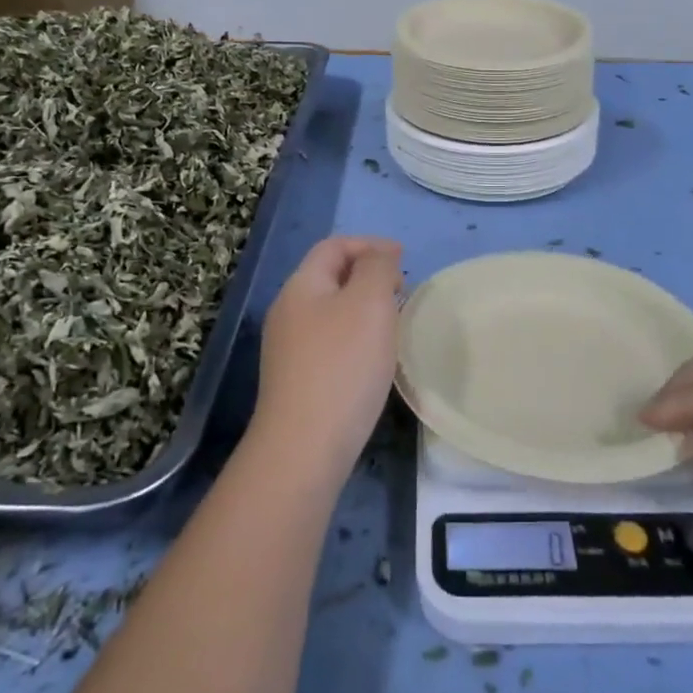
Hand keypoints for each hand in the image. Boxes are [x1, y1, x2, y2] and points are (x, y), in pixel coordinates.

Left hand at [250, 236, 403, 477]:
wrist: (304, 447)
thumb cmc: (343, 365)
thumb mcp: (369, 302)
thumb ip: (377, 268)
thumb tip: (378, 258)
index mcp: (301, 286)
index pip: (334, 246)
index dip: (369, 244)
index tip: (403, 259)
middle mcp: (288, 312)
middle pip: (330, 276)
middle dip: (367, 274)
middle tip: (402, 289)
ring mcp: (288, 349)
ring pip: (331, 310)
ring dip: (363, 307)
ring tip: (393, 321)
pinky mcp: (297, 380)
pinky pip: (330, 341)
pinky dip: (355, 335)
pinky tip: (373, 358)